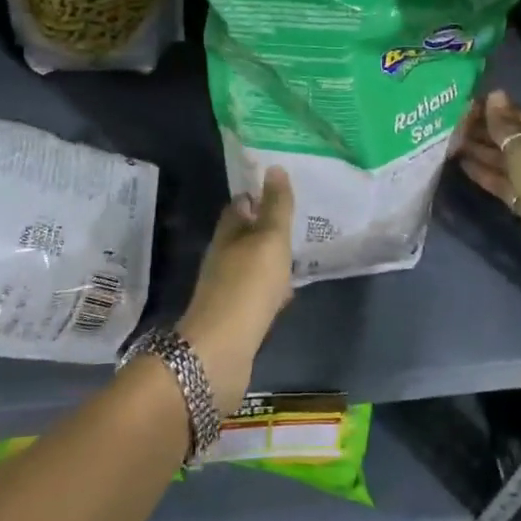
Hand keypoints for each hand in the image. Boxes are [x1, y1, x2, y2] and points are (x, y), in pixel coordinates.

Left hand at [177, 167, 295, 412]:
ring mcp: (227, 288)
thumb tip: (274, 167)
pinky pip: (258, 293)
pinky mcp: (236, 317)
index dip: (259, 195)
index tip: (283, 189)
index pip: (240, 205)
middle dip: (267, 227)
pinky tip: (288, 293)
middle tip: (298, 220)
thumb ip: (276, 207)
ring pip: (253, 264)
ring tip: (299, 253)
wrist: (221, 352)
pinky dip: (272, 288)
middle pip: (245, 235)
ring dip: (271, 259)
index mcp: (228, 234)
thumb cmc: (247, 287)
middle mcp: (223, 257)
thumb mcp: (269, 240)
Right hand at [457, 92, 520, 294]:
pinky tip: (464, 165)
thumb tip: (493, 95)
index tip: (462, 106)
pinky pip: (505, 182)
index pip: (520, 117)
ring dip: (481, 152)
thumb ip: (506, 127)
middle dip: (484, 132)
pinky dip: (487, 174)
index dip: (493, 111)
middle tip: (449, 125)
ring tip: (450, 143)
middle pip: (513, 139)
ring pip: (506, 161)